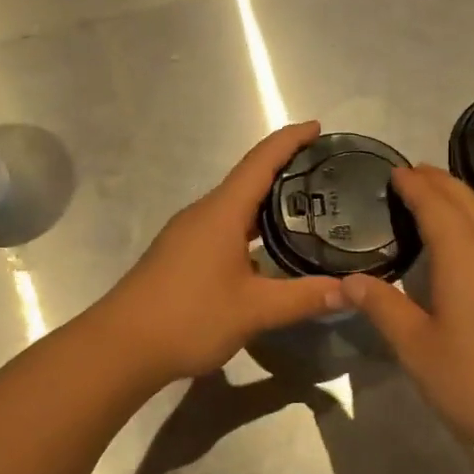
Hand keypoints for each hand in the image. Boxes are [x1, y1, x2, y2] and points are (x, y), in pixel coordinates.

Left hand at [101, 122, 344, 383]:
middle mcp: (203, 214)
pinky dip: (251, 230)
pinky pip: (223, 229)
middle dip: (286, 171)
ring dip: (268, 204)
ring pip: (235, 208)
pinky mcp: (181, 256)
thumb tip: (351, 290)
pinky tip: (269, 254)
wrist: (121, 346)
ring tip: (307, 211)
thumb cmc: (189, 317)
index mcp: (221, 212)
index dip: (290, 140)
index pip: (261, 161)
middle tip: (326, 176)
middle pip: (248, 180)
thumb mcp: (254, 309)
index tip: (318, 127)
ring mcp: (188, 235)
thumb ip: (304, 297)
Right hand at [340, 165, 473, 473]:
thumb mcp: (417, 348)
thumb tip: (348, 282)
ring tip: (434, 202)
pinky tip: (469, 245)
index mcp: (466, 254)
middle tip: (411, 175)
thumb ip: (382, 307)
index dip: (413, 184)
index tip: (394, 171)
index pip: (435, 203)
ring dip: (460, 201)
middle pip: (466, 199)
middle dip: (437, 182)